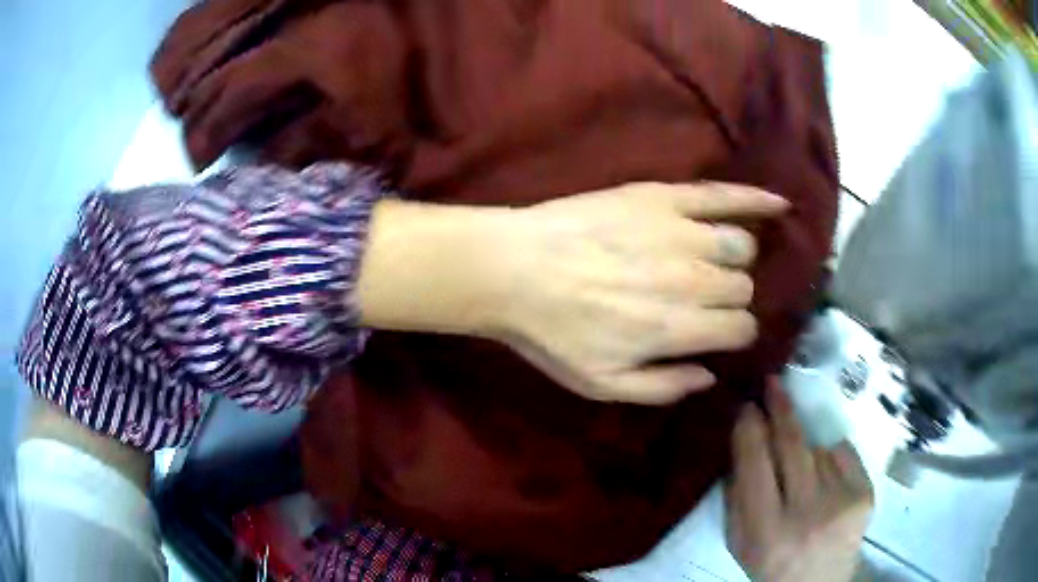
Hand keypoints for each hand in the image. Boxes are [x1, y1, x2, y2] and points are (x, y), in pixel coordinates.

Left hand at [497, 182, 786, 403]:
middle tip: (701, 297)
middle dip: (730, 297)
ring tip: (710, 261)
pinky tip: (779, 204)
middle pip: (742, 287)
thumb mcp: (600, 385)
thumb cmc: (552, 333)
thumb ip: (663, 387)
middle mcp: (692, 280)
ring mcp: (681, 233)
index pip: (740, 329)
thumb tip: (709, 376)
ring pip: (740, 245)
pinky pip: (723, 194)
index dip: (733, 333)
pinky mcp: (664, 198)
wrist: (513, 268)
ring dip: (734, 257)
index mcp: (678, 328)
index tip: (717, 331)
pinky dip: (755, 199)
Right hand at [727, 381, 873, 581]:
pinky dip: (831, 458)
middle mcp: (807, 514)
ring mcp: (841, 502)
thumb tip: (742, 438)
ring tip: (800, 474)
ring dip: (805, 450)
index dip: (750, 429)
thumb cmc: (771, 563)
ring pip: (818, 449)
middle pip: (792, 445)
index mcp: (766, 531)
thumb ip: (736, 495)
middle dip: (781, 409)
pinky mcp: (865, 495)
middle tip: (773, 383)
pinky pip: (843, 453)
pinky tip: (825, 480)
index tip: (747, 405)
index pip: (755, 464)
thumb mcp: (740, 541)